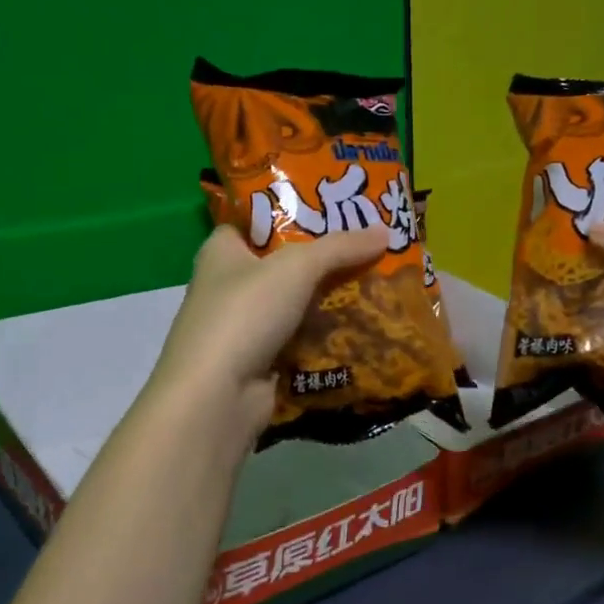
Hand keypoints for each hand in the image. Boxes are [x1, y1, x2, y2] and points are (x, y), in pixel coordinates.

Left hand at [148, 224, 388, 438]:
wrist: (218, 396)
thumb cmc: (245, 314)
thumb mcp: (296, 267)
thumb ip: (340, 247)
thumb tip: (385, 231)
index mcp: (222, 250)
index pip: (257, 220)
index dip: (292, 211)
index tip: (335, 207)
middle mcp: (229, 285)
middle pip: (284, 264)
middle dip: (325, 258)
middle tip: (371, 245)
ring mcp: (245, 327)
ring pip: (296, 304)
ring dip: (330, 299)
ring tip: (378, 282)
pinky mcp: (262, 361)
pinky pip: (302, 340)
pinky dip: (327, 335)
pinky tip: (363, 325)